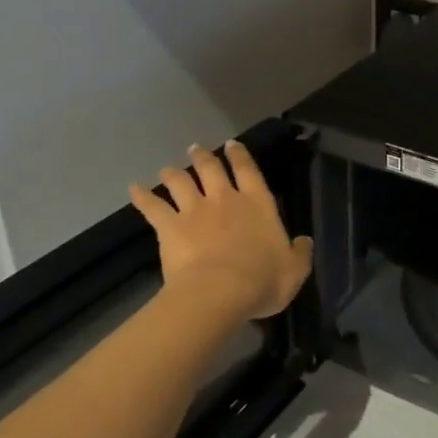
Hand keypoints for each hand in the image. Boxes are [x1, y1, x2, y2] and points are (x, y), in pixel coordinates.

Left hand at [130, 141, 313, 320]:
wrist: (219, 292)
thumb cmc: (262, 280)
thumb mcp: (294, 270)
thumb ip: (300, 252)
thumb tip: (304, 241)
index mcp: (258, 204)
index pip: (249, 171)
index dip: (241, 156)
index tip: (233, 145)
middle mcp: (225, 199)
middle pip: (211, 169)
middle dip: (204, 157)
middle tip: (196, 149)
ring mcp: (194, 210)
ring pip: (180, 183)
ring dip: (173, 174)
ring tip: (167, 169)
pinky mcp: (170, 227)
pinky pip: (152, 207)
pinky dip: (141, 197)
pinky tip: (133, 188)